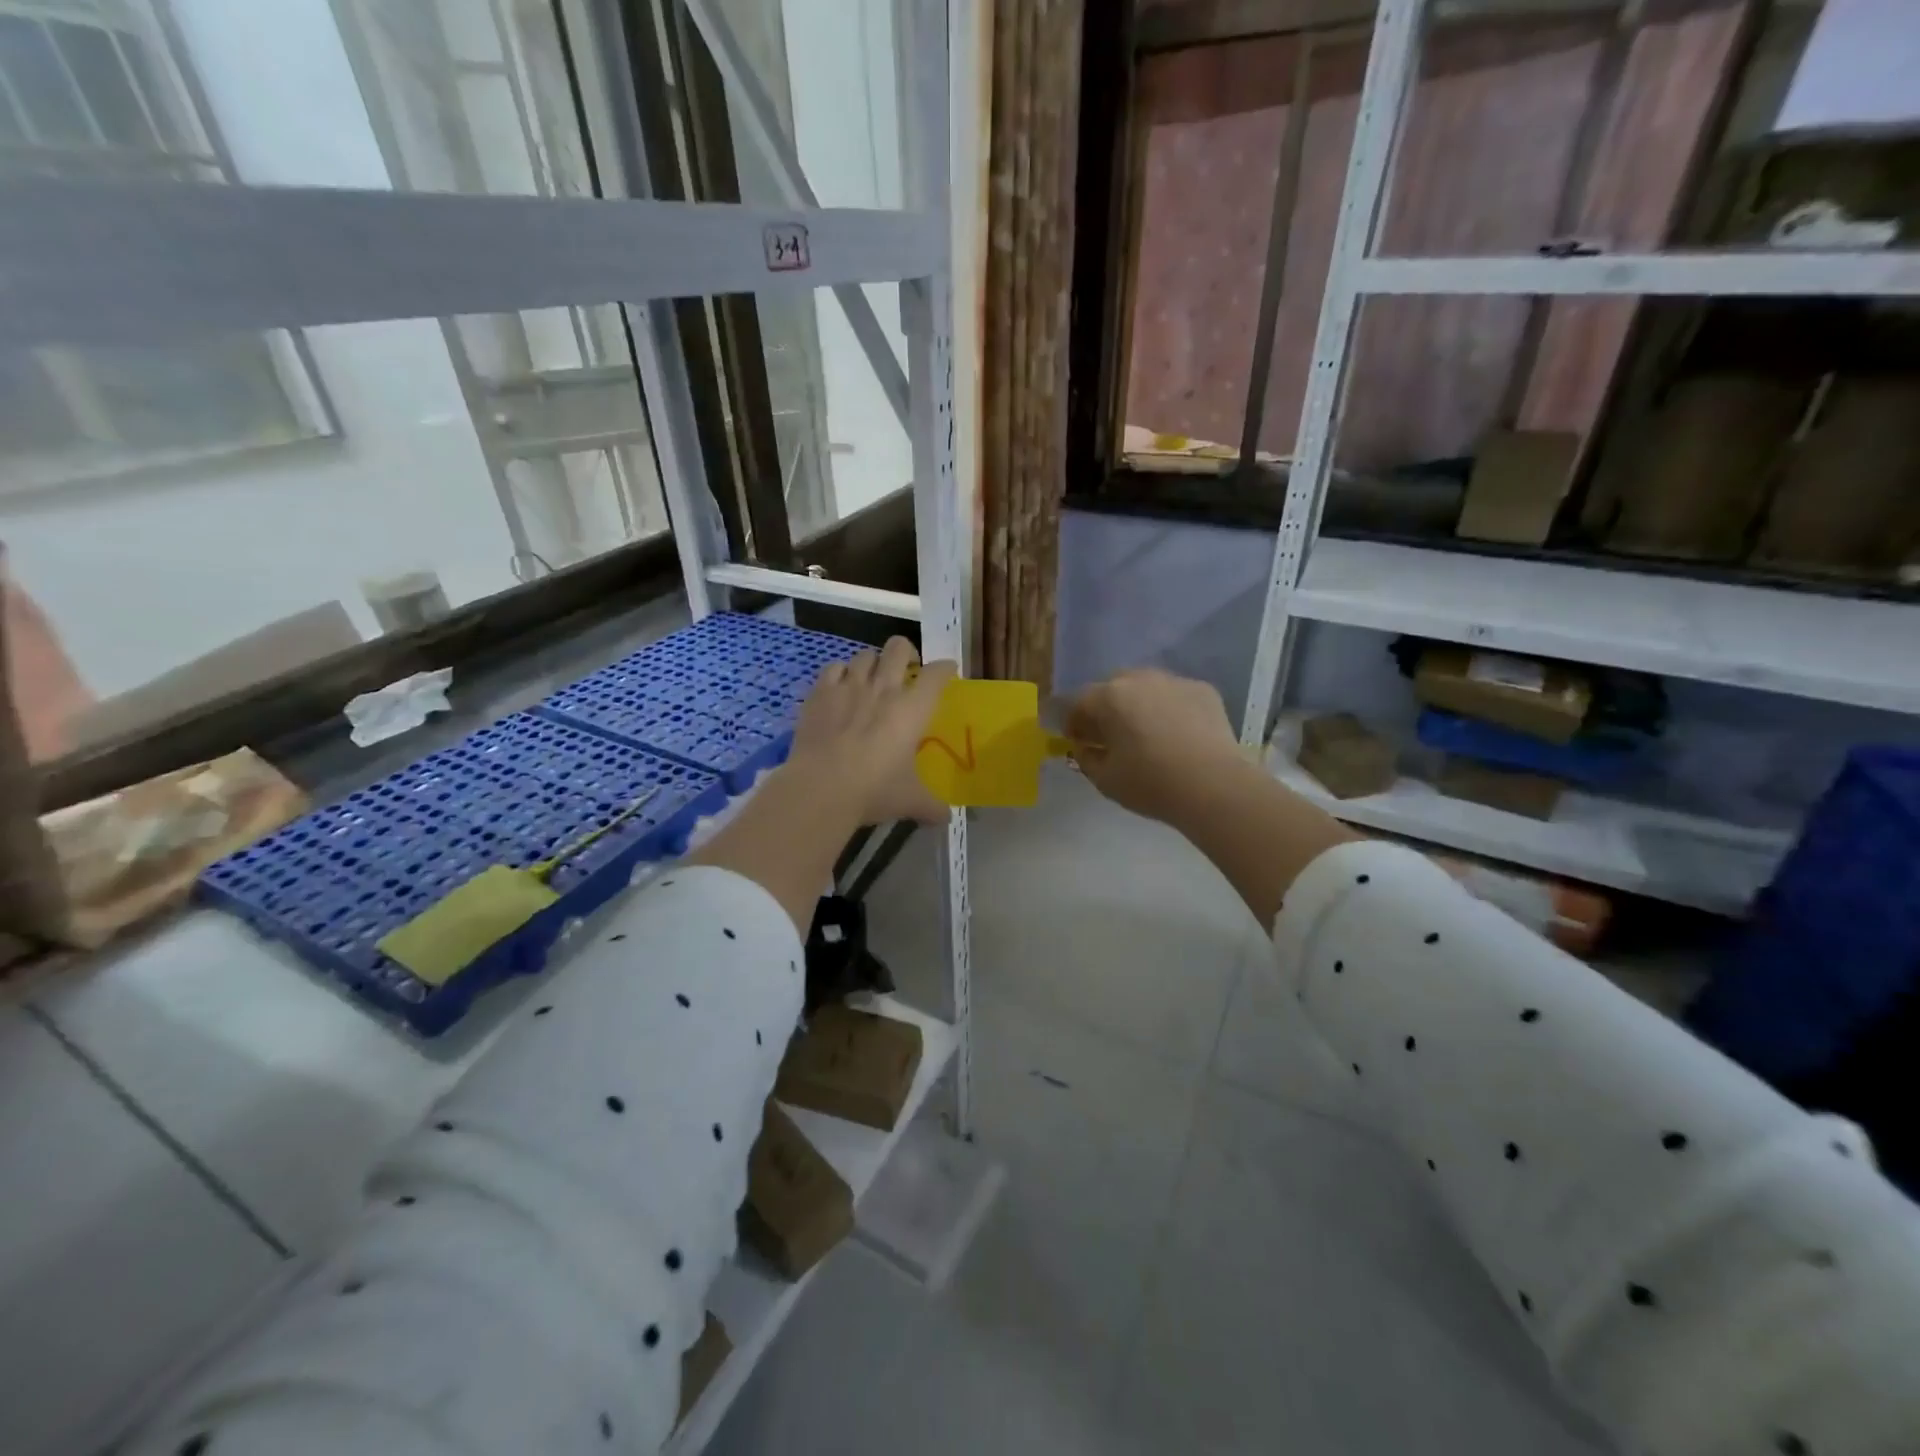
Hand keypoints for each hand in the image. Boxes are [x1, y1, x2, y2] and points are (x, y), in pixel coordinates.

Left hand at [787, 637, 955, 825]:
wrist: (822, 787)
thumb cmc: (875, 790)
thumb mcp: (911, 801)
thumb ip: (932, 807)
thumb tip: (945, 819)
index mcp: (913, 709)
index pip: (937, 674)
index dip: (945, 668)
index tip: (947, 672)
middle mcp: (884, 688)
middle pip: (898, 647)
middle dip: (906, 652)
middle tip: (907, 669)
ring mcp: (849, 686)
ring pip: (865, 655)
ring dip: (872, 663)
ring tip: (871, 679)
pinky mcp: (820, 693)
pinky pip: (833, 667)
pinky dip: (840, 673)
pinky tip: (840, 686)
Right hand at [1066, 668, 1245, 825]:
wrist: (1214, 786)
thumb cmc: (1151, 784)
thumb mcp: (1105, 780)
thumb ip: (1086, 758)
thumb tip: (1085, 746)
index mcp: (1109, 697)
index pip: (1077, 702)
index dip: (1072, 722)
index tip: (1076, 740)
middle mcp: (1139, 679)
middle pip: (1111, 688)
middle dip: (1105, 708)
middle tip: (1110, 735)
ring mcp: (1174, 681)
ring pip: (1145, 687)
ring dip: (1138, 704)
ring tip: (1146, 732)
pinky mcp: (1203, 690)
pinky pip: (1175, 695)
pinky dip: (1169, 708)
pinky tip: (1177, 734)